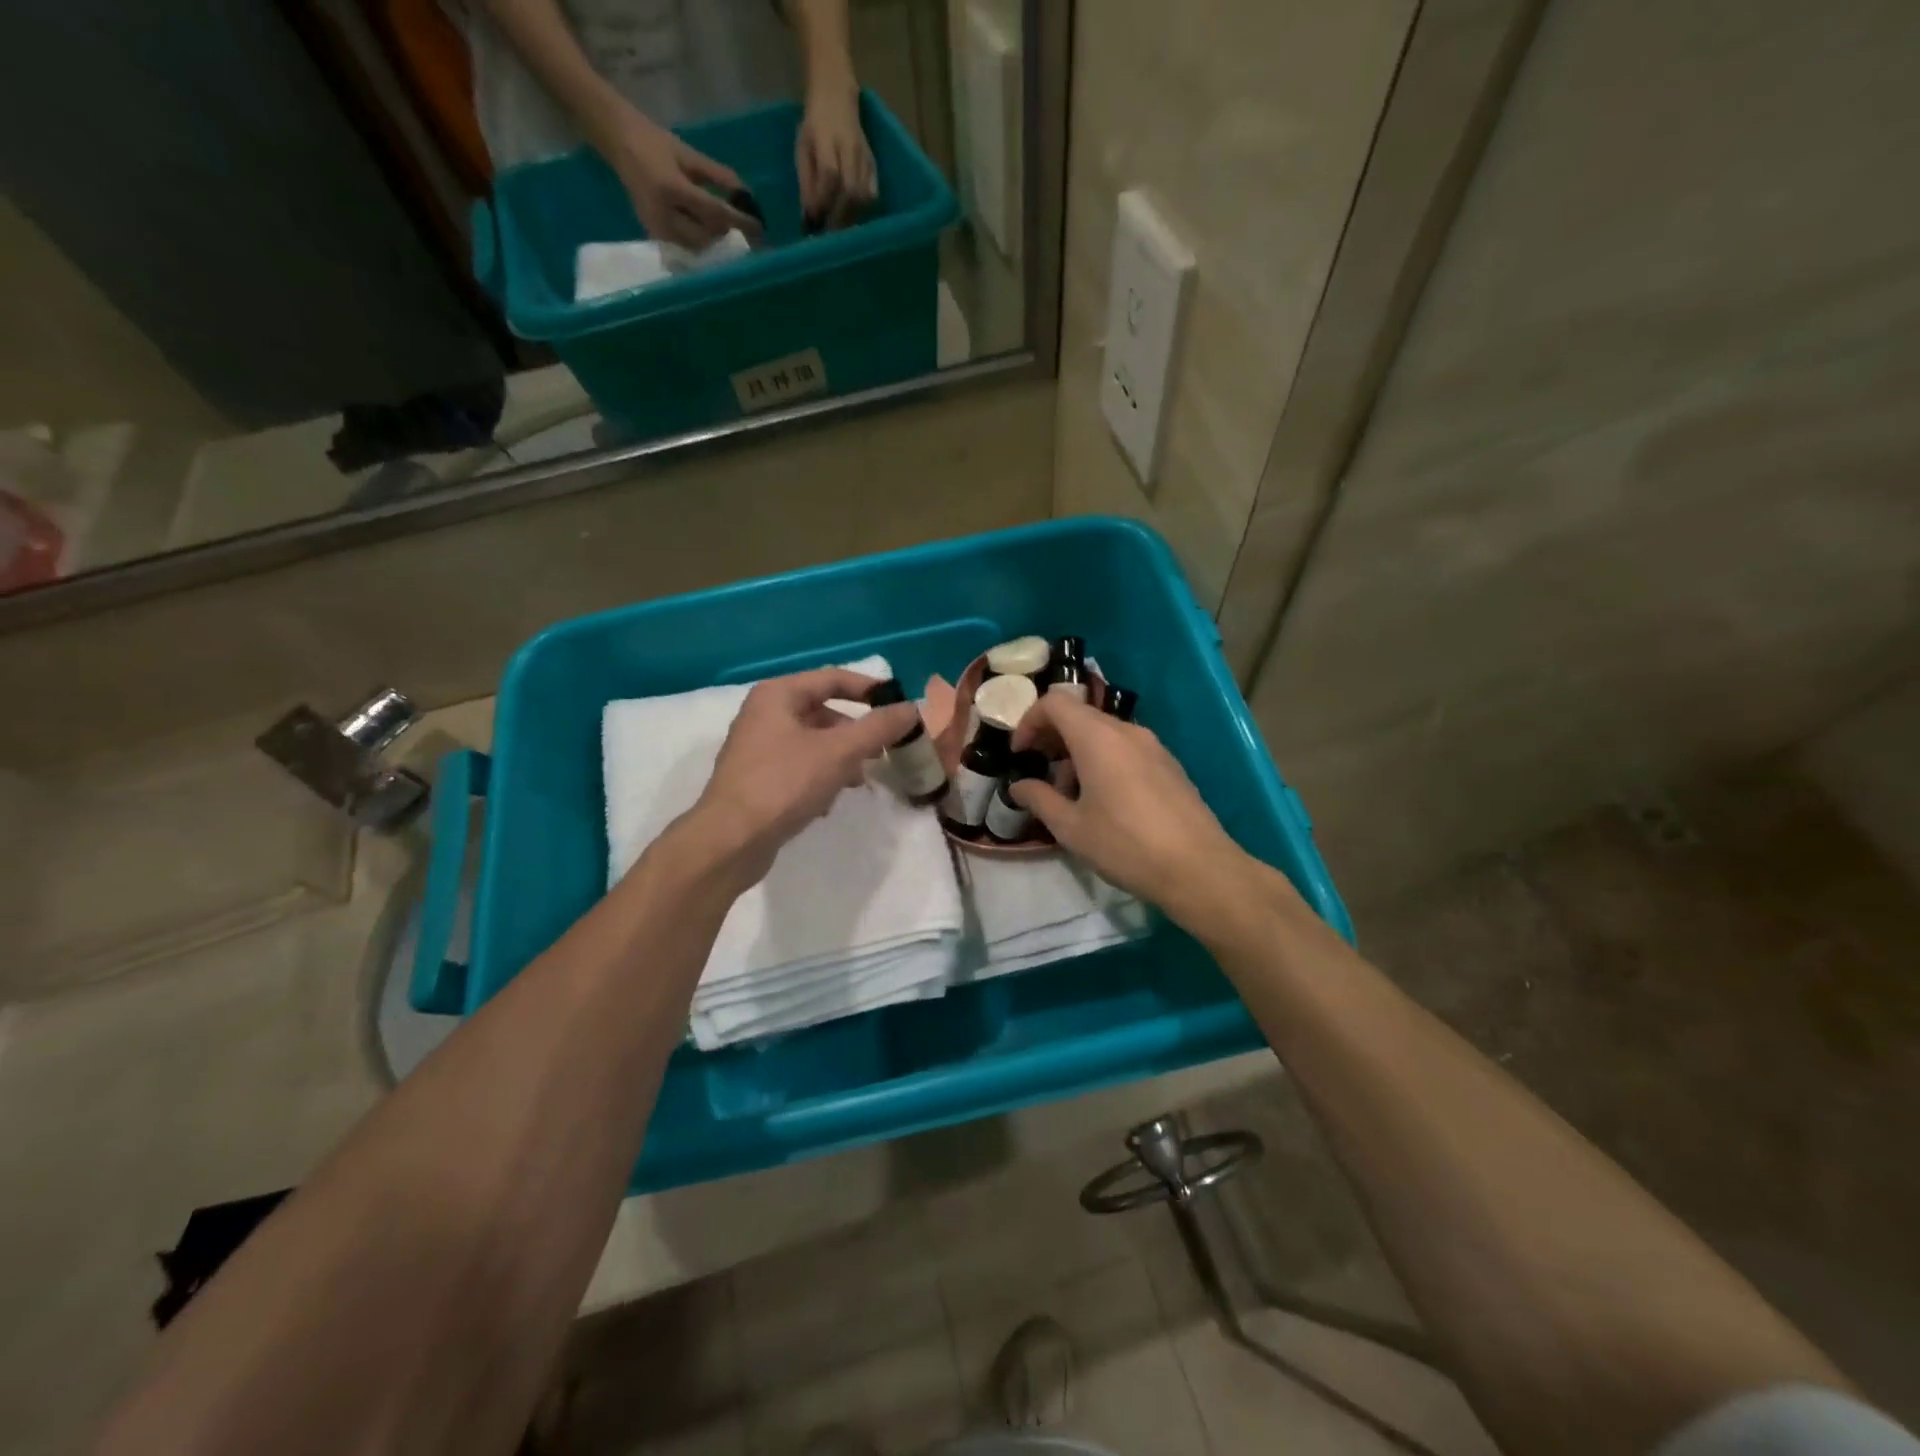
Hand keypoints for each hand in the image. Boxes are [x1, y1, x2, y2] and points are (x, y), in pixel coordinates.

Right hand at [601, 106, 760, 249]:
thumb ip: (718, 176)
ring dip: (717, 244)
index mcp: (672, 188)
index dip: (739, 222)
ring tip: (733, 238)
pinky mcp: (655, 236)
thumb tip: (746, 195)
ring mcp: (658, 229)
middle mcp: (664, 214)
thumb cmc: (654, 142)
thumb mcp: (688, 154)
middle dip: (729, 237)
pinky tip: (713, 240)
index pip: (715, 213)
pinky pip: (686, 249)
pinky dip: (702, 246)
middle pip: (708, 237)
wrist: (616, 140)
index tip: (759, 227)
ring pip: (698, 248)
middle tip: (748, 236)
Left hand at [688, 667, 917, 887]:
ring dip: (841, 759)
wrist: (730, 840)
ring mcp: (758, 748)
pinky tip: (827, 803)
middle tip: (883, 751)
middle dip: (856, 733)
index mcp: (778, 695)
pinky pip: (800, 767)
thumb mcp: (838, 752)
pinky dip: (820, 778)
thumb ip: (878, 727)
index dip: (870, 690)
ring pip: (814, 743)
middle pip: (823, 712)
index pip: (833, 678)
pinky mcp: (758, 778)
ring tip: (857, 782)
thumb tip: (912, 708)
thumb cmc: (783, 784)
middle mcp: (765, 714)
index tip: (900, 707)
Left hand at [796, 82, 875, 229]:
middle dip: (839, 216)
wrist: (837, 95)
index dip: (823, 200)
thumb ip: (806, 182)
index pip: (829, 174)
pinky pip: (873, 193)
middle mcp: (849, 148)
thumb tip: (809, 218)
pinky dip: (864, 209)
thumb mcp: (802, 148)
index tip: (814, 220)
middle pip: (851, 190)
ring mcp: (865, 156)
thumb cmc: (814, 125)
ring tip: (840, 229)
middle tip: (829, 233)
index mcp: (827, 139)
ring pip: (864, 195)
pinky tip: (853, 216)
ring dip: (852, 217)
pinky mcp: (874, 164)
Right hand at [1010, 694, 1251, 921]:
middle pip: (1080, 716)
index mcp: (1097, 737)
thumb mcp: (1071, 827)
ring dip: (1078, 753)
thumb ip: (1039, 799)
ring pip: (1104, 734)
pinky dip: (1104, 761)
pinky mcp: (1169, 764)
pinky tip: (1104, 801)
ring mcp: (1153, 746)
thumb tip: (1018, 786)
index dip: (1029, 722)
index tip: (1020, 753)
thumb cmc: (1125, 845)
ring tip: (1071, 795)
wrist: (1198, 868)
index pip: (1055, 703)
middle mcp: (1126, 731)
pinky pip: (1126, 749)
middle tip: (1039, 772)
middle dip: (1052, 738)